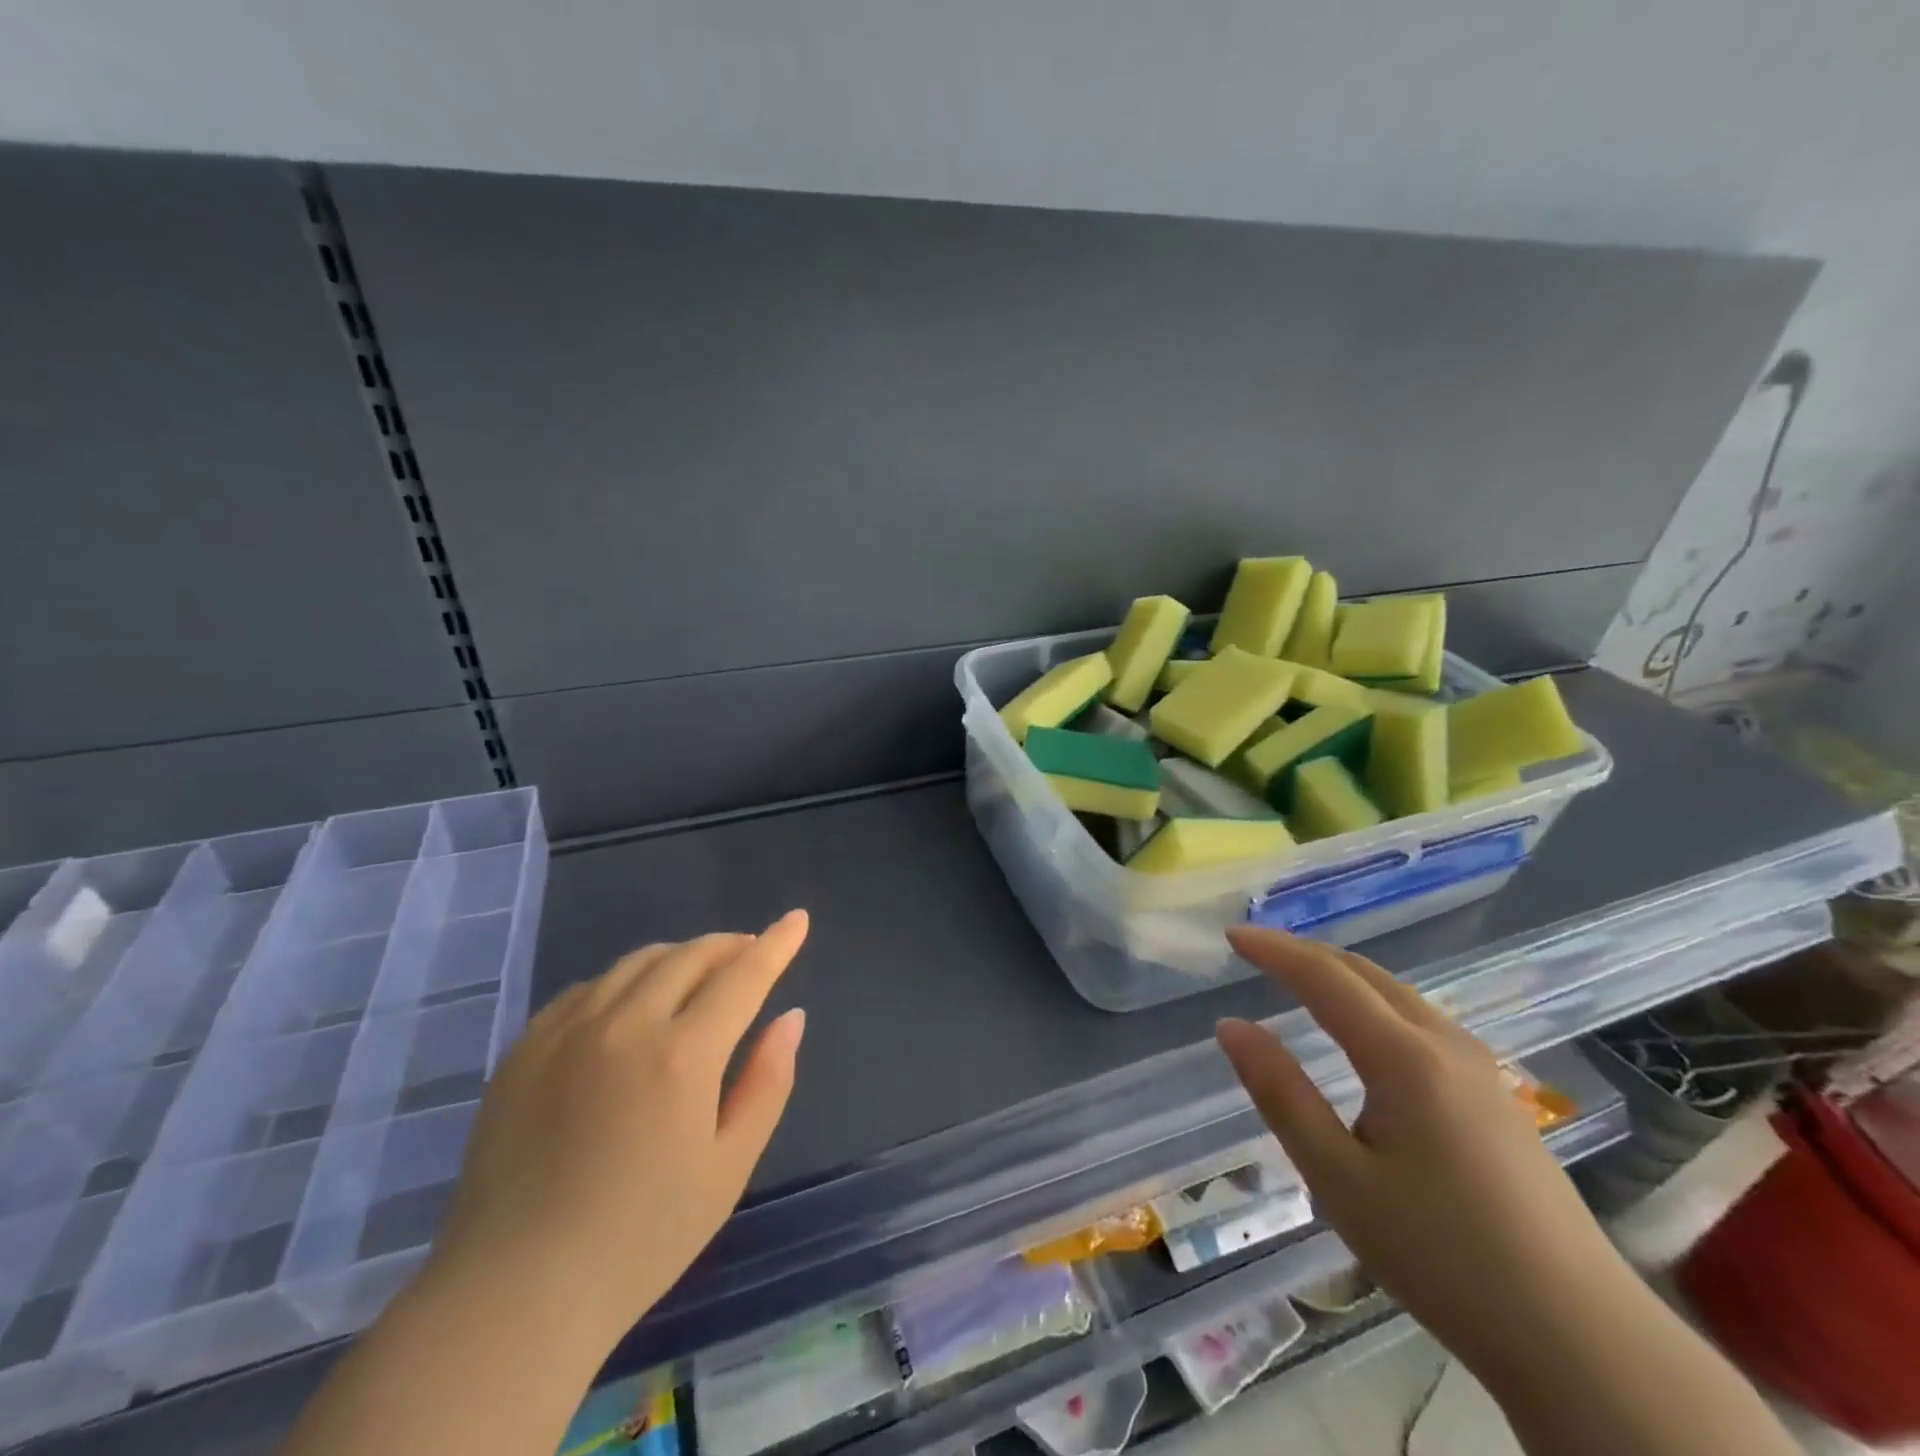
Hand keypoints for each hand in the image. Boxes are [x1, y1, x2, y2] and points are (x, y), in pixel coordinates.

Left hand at [426, 911, 809, 1343]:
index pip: (744, 975)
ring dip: (681, 957)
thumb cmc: (641, 1237)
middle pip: (691, 956)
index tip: (797, 920)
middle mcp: (626, 1024)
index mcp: (683, 1054)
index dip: (776, 944)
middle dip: (730, 946)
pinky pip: (589, 987)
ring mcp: (568, 1030)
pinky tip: (631, 1006)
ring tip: (698, 976)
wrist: (514, 1292)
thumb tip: (791, 1018)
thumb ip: (767, 1082)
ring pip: (638, 962)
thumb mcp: (729, 1166)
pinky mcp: (526, 1047)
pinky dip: (626, 980)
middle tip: (750, 954)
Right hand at [1215, 926, 1632, 1382]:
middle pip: (1364, 973)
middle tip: (1255, 952)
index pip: (1325, 978)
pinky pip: (1419, 1020)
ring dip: (1340, 976)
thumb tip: (1231, 1026)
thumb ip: (1281, 1094)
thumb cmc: (1442, 1257)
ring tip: (1296, 980)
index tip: (1232, 935)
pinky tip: (1360, 1031)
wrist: (1583, 1341)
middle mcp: (1445, 1044)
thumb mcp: (1339, 1179)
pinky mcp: (1495, 1095)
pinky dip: (1371, 1002)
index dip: (1274, 950)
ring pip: (1396, 994)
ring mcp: (1480, 1068)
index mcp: (1405, 1058)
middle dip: (1305, 953)